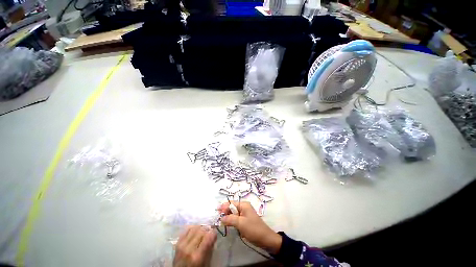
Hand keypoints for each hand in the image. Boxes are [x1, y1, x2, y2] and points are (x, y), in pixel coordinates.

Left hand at [173, 225, 216, 266]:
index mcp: (197, 256)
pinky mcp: (177, 243)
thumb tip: (214, 236)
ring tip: (203, 231)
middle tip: (210, 232)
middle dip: (207, 230)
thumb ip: (210, 250)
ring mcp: (182, 245)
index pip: (208, 237)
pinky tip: (195, 232)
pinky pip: (186, 231)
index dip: (213, 233)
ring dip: (200, 228)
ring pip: (194, 228)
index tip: (215, 233)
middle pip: (201, 231)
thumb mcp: (206, 263)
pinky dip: (192, 229)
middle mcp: (189, 248)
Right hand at [218, 201, 281, 253]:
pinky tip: (227, 224)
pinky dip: (231, 220)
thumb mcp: (240, 223)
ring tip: (220, 221)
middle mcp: (244, 207)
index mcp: (244, 205)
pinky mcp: (245, 220)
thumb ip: (230, 219)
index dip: (224, 206)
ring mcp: (245, 214)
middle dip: (225, 211)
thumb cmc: (253, 229)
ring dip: (227, 216)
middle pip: (232, 207)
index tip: (216, 211)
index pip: (231, 203)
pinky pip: (236, 218)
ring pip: (233, 213)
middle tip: (217, 217)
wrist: (265, 239)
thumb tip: (221, 217)